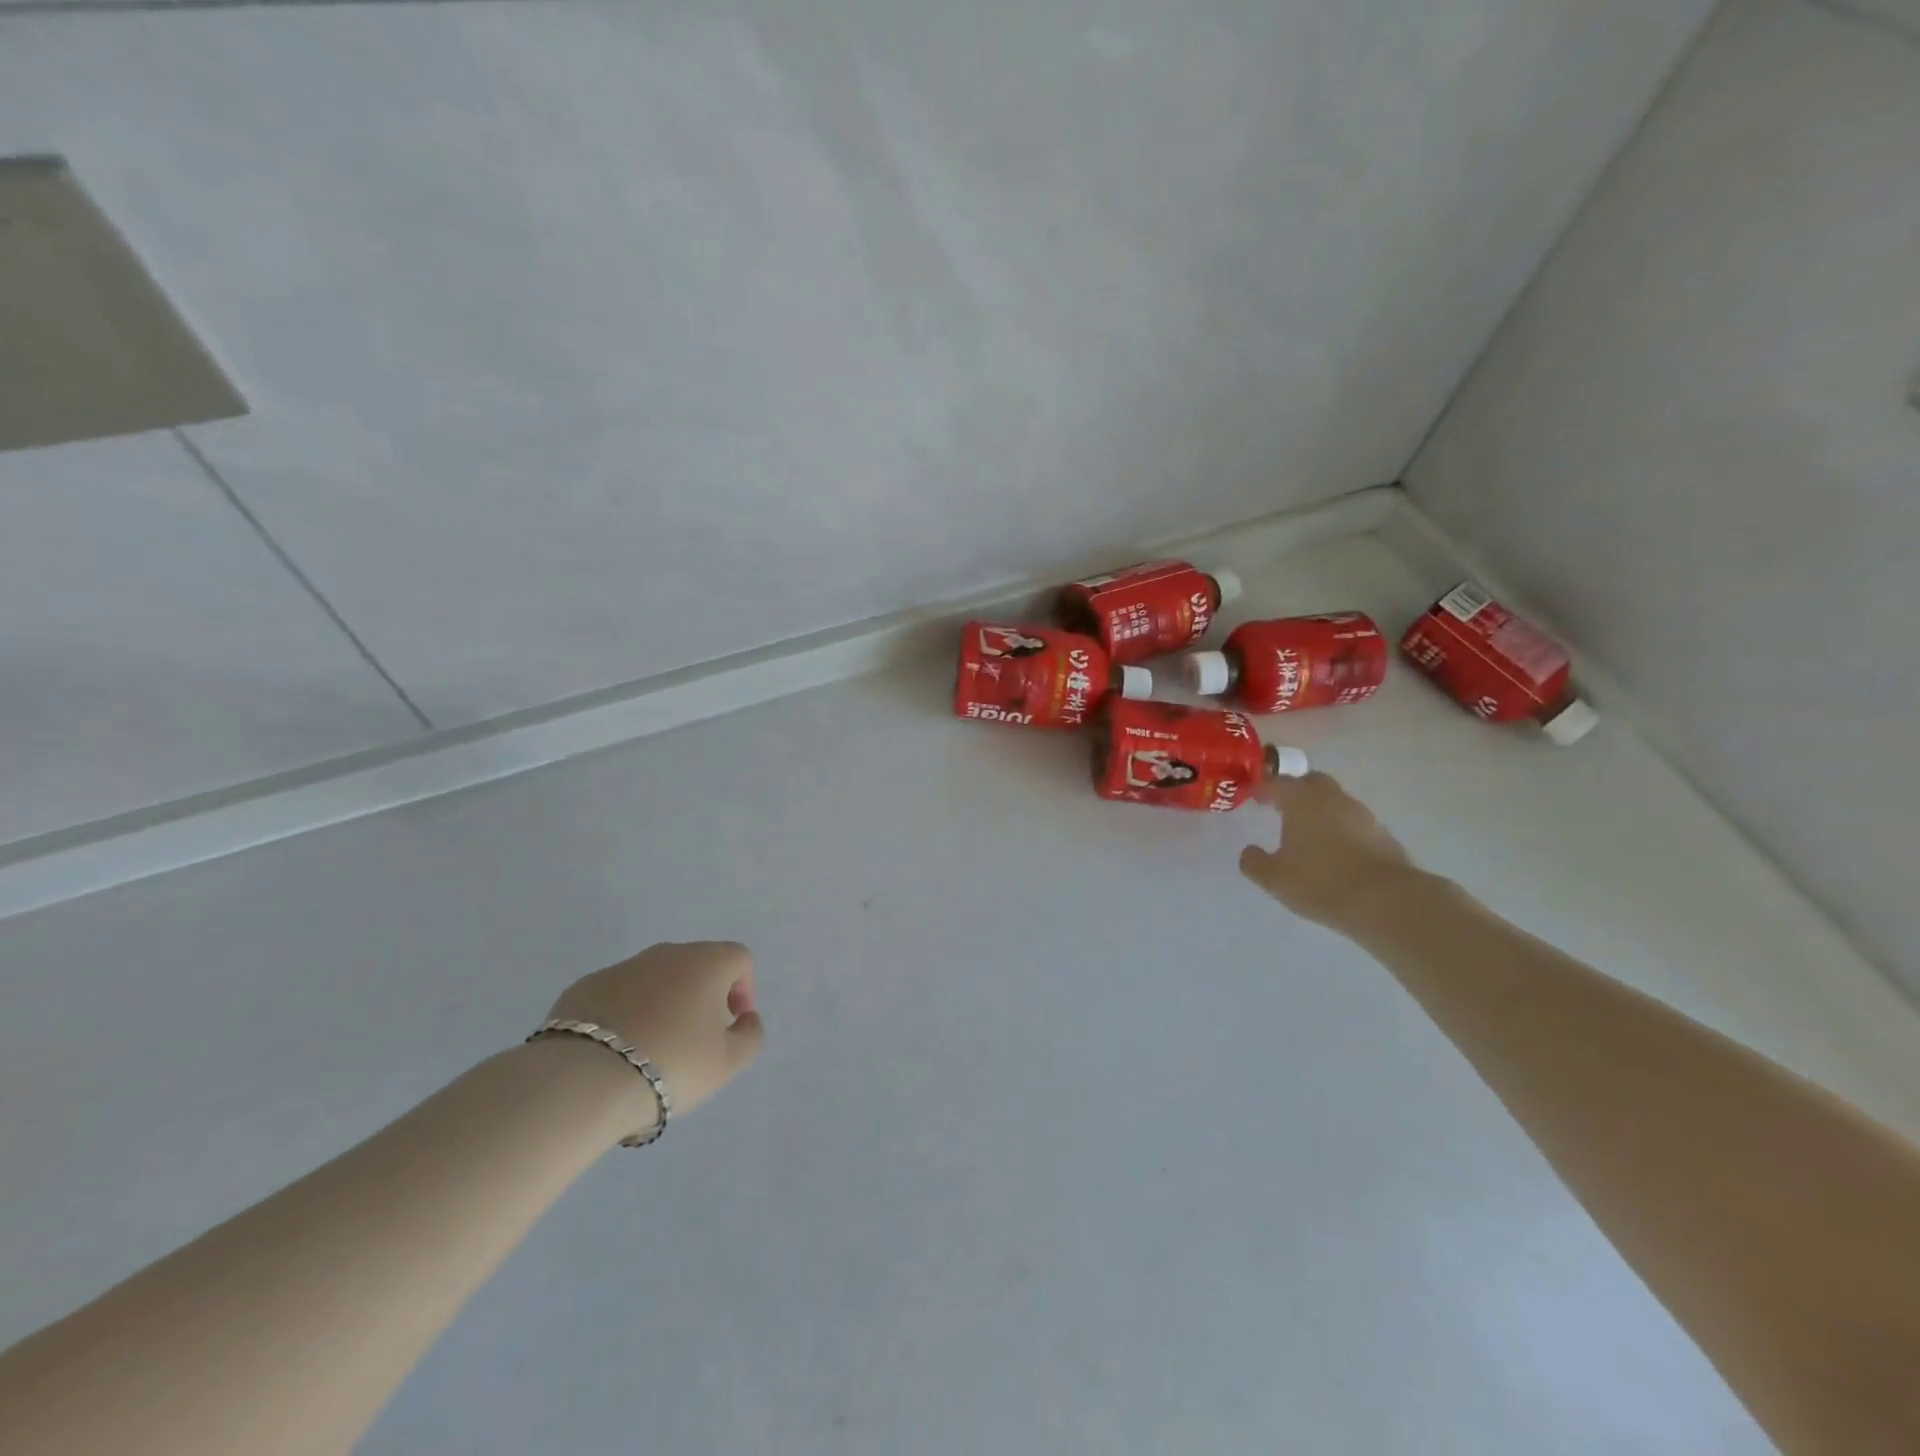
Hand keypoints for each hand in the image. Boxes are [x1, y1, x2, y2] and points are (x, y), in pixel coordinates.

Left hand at [546, 942, 765, 1125]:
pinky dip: (625, 1015)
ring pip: (655, 980)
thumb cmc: (671, 1065)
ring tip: (652, 1051)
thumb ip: (750, 1036)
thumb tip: (746, 1019)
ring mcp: (622, 967)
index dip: (744, 991)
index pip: (739, 959)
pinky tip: (615, 1053)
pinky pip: (617, 996)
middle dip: (702, 998)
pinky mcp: (583, 987)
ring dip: (663, 1005)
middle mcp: (666, 953)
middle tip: (695, 1041)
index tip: (731, 1027)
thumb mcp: (728, 1062)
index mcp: (706, 962)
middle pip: (696, 966)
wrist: (582, 1080)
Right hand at [1240, 772, 1417, 929]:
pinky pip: (1353, 824)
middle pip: (1311, 782)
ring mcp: (1362, 814)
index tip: (1253, 797)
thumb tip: (1249, 852)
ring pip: (1335, 803)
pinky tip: (1334, 853)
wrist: (1385, 901)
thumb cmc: (1320, 881)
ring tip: (1307, 835)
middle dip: (1295, 791)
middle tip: (1281, 808)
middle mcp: (1332, 798)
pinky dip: (1340, 831)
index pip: (1277, 782)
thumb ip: (1254, 862)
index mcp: (1302, 799)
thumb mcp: (1274, 878)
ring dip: (1320, 811)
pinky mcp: (1383, 835)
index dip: (1262, 788)